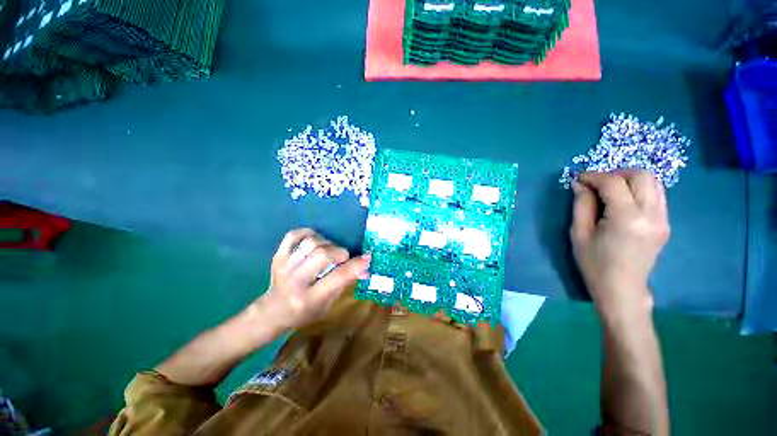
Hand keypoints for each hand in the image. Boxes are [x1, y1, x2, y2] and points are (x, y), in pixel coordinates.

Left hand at [255, 228, 370, 331]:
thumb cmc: (305, 312)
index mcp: (310, 298)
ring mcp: (285, 266)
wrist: (273, 311)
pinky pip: (294, 235)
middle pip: (323, 255)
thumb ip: (345, 283)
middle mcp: (296, 281)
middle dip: (340, 253)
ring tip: (328, 251)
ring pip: (311, 243)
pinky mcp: (278, 256)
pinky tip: (315, 240)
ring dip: (326, 244)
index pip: (337, 277)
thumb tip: (365, 268)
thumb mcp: (328, 304)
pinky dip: (308, 233)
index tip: (367, 258)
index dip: (355, 265)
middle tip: (343, 257)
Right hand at [570, 171, 669, 318]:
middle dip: (615, 173)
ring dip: (629, 179)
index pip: (614, 183)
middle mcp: (651, 215)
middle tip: (596, 183)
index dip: (594, 176)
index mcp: (627, 219)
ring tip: (609, 189)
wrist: (621, 288)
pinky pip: (656, 194)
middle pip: (641, 175)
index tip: (578, 178)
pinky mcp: (665, 223)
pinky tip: (623, 200)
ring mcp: (663, 219)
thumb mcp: (579, 233)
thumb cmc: (594, 263)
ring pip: (653, 182)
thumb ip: (581, 205)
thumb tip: (580, 184)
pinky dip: (639, 189)